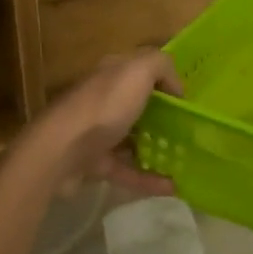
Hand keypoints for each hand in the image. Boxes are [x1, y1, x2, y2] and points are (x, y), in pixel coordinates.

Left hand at [24, 50, 182, 193]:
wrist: (60, 151)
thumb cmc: (103, 107)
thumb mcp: (137, 71)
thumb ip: (161, 66)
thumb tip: (176, 85)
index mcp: (112, 74)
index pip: (141, 71)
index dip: (165, 82)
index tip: (188, 101)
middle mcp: (103, 100)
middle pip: (138, 106)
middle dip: (164, 118)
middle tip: (191, 133)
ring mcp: (97, 133)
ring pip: (133, 139)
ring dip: (158, 149)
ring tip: (186, 161)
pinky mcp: (94, 164)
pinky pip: (128, 170)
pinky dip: (149, 178)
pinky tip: (172, 187)